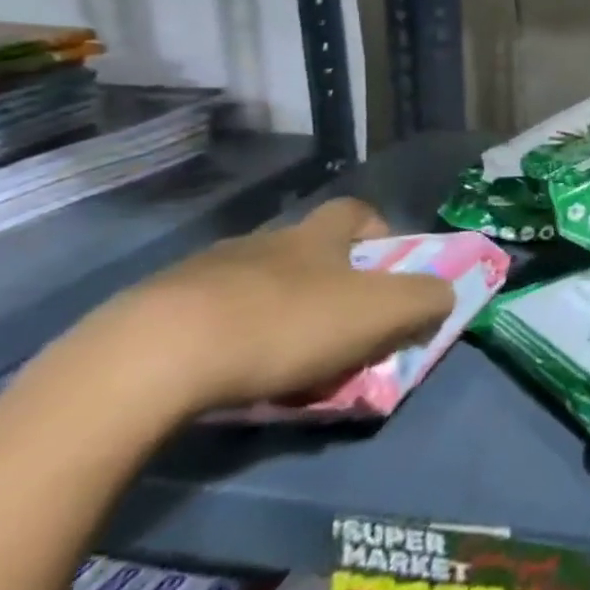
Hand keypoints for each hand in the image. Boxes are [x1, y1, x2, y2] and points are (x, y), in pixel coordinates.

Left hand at [82, 198, 457, 416]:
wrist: (147, 362)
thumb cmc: (285, 325)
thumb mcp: (381, 313)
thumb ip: (425, 299)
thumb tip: (444, 294)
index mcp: (315, 236)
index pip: (355, 212)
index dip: (378, 232)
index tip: (385, 268)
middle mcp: (260, 242)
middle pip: (303, 250)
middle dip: (324, 282)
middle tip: (335, 328)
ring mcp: (197, 274)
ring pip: (250, 285)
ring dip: (270, 312)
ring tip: (274, 361)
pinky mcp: (145, 314)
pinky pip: (198, 319)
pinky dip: (217, 341)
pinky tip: (217, 376)